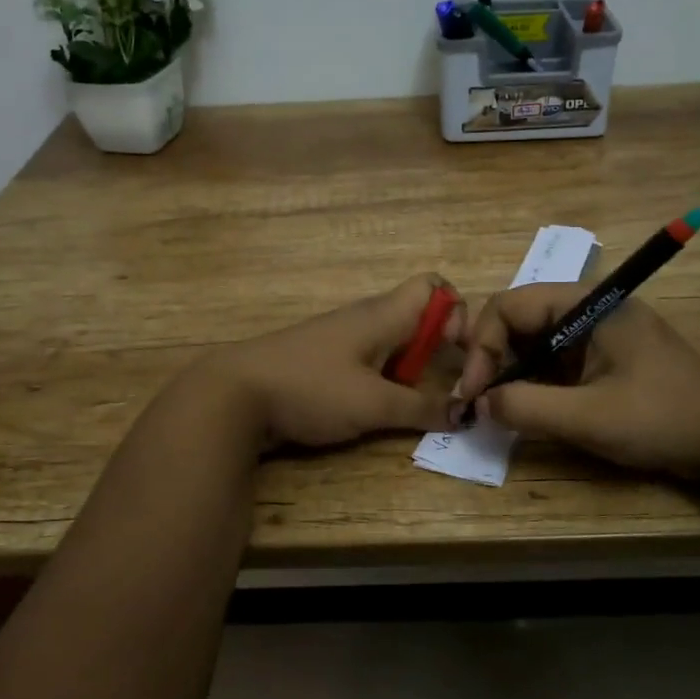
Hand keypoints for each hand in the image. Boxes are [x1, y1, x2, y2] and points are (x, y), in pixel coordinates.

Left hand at [205, 275, 467, 450]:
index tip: (457, 356)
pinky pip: (367, 362)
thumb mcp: (374, 405)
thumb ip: (422, 408)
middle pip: (417, 317)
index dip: (456, 314)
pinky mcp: (322, 361)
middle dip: (437, 349)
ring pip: (392, 343)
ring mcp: (340, 339)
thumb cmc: (311, 389)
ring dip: (410, 370)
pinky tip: (374, 410)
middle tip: (441, 388)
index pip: (434, 286)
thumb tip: (465, 412)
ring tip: (411, 405)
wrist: (234, 395)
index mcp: (382, 315)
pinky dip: (382, 381)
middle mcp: (364, 318)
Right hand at [454, 283, 699, 477]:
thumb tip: (480, 404)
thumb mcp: (588, 416)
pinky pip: (552, 362)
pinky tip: (523, 410)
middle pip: (516, 321)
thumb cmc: (662, 418)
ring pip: (531, 343)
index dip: (481, 347)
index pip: (508, 306)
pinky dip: (531, 383)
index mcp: (585, 304)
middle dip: (490, 359)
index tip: (473, 393)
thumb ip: (527, 407)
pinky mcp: (601, 358)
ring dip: (508, 373)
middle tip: (479, 403)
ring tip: (495, 410)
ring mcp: (594, 334)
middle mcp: (585, 310)